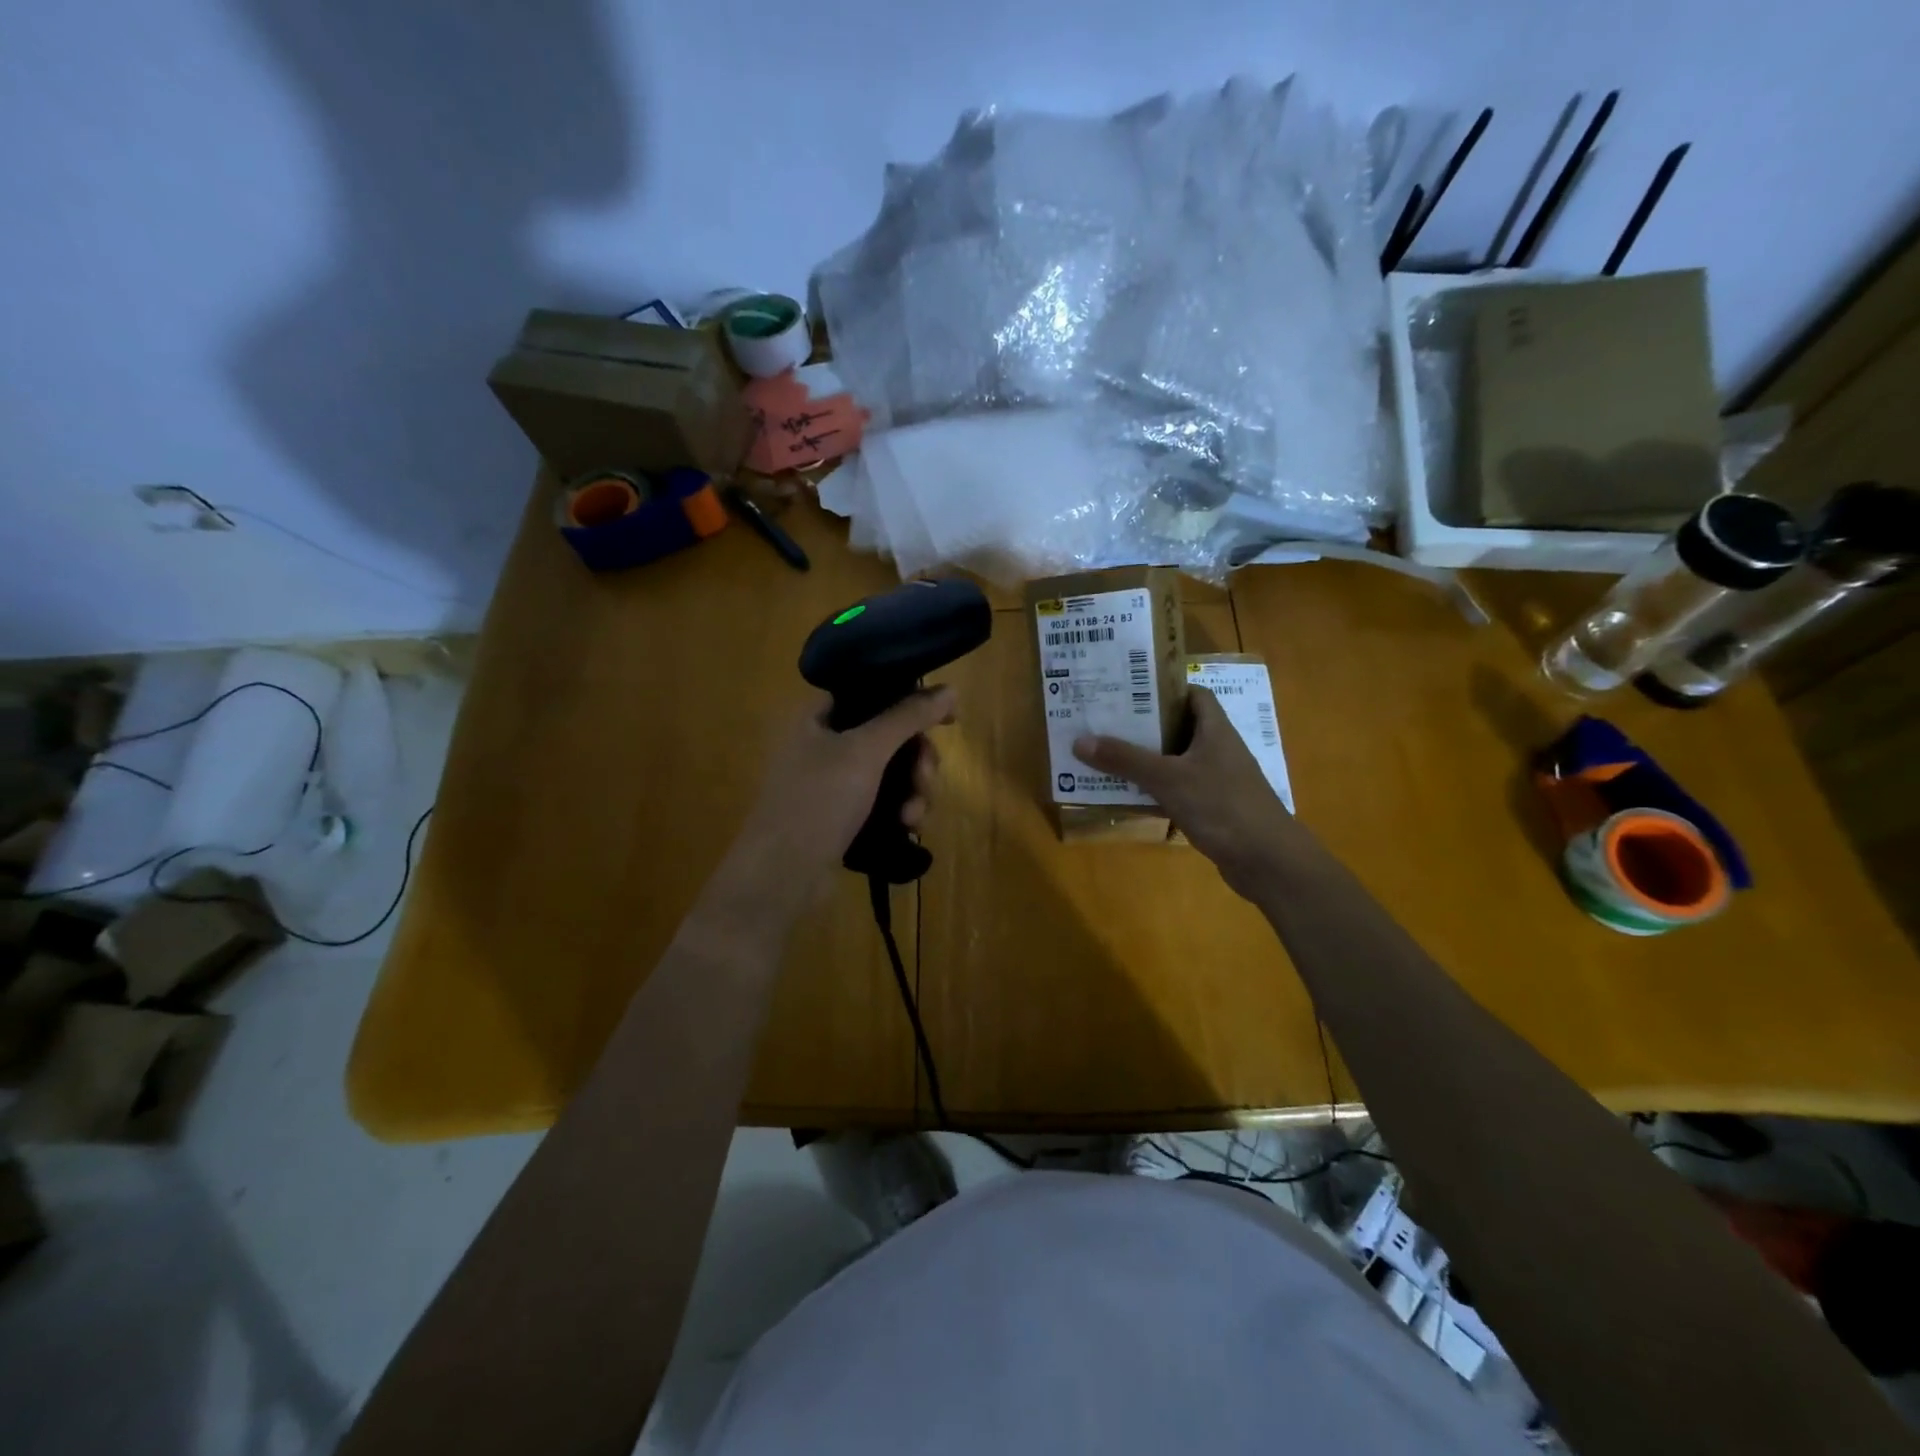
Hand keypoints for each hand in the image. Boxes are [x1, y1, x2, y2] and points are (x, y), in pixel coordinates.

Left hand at [714, 687, 956, 924]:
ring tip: (914, 816)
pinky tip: (908, 828)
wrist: (782, 875)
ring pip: (892, 772)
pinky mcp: (842, 815)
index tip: (948, 721)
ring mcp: (833, 782)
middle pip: (890, 736)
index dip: (913, 701)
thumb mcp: (866, 750)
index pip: (874, 692)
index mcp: (819, 716)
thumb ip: (908, 716)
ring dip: (914, 790)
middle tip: (926, 779)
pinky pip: (884, 801)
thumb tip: (950, 689)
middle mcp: (824, 743)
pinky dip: (900, 810)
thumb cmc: (818, 800)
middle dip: (917, 760)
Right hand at [1074, 688, 1303, 900]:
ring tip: (1105, 754)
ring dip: (1145, 760)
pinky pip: (1176, 791)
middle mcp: (1217, 750)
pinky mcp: (1212, 808)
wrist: (1267, 860)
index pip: (1192, 695)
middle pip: (1178, 728)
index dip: (1164, 689)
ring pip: (1175, 761)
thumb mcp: (1168, 779)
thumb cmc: (1221, 806)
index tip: (1129, 689)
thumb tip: (1080, 741)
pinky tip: (1126, 795)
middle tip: (1105, 721)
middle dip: (1143, 725)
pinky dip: (1154, 791)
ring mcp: (1216, 781)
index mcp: (1215, 730)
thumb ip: (1125, 759)